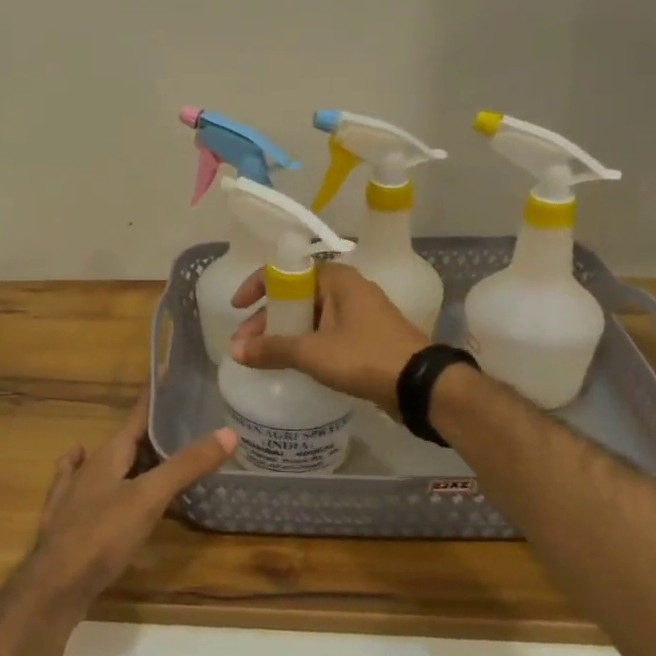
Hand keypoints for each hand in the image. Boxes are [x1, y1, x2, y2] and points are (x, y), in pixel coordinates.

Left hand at [13, 395, 235, 620]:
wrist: (54, 585)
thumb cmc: (102, 535)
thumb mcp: (149, 498)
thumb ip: (186, 466)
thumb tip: (228, 432)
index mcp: (108, 454)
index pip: (136, 414)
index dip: (154, 395)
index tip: (167, 372)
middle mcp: (89, 466)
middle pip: (124, 441)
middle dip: (148, 431)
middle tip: (179, 423)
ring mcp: (73, 492)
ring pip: (104, 464)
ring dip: (128, 456)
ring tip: (151, 453)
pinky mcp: (66, 520)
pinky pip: (81, 486)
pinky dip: (91, 476)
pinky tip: (82, 469)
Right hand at [228, 262, 428, 412]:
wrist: (420, 385)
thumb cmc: (364, 356)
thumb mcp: (312, 352)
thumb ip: (271, 349)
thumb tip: (234, 350)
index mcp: (337, 279)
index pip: (287, 271)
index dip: (257, 286)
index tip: (238, 308)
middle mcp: (349, 289)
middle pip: (297, 295)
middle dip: (268, 317)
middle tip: (247, 343)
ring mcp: (360, 313)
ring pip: (311, 316)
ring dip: (286, 332)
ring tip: (264, 356)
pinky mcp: (367, 337)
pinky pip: (326, 332)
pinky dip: (306, 342)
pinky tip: (293, 362)